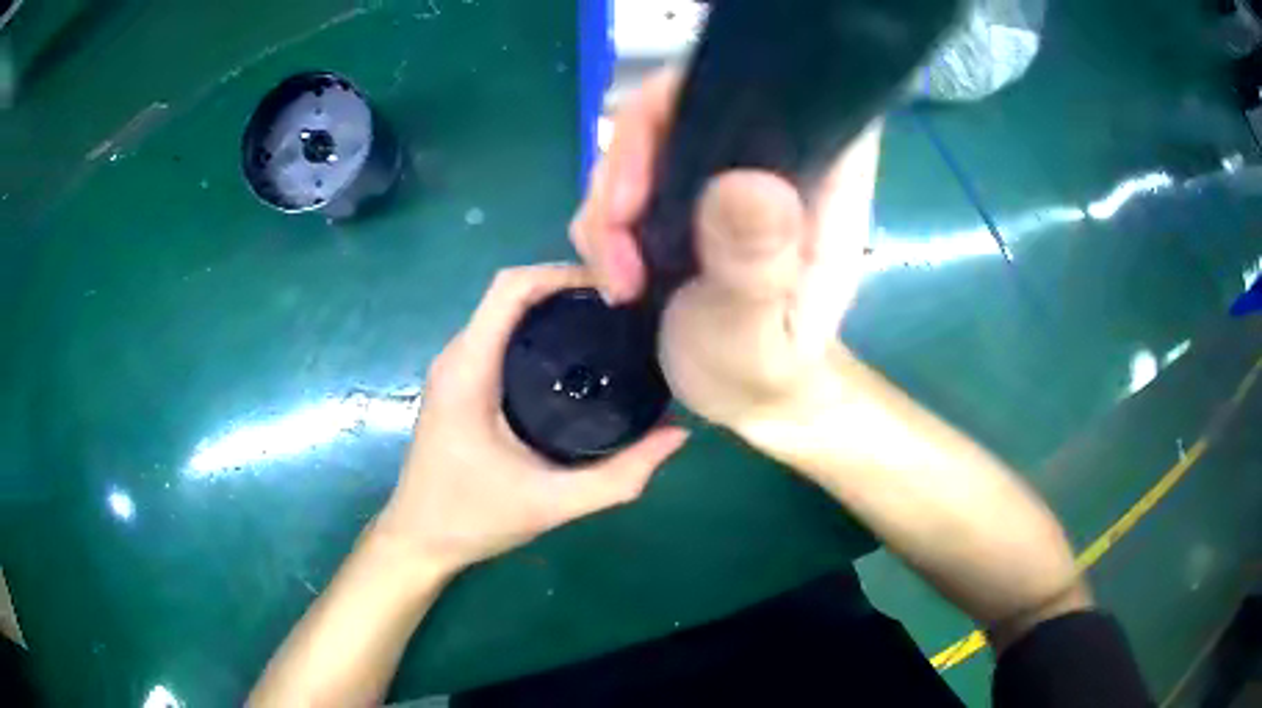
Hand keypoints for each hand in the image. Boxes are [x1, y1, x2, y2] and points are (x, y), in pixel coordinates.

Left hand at [376, 265, 689, 575]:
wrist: (420, 538)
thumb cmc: (473, 518)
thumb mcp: (552, 503)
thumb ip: (620, 476)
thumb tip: (677, 433)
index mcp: (469, 369)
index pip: (511, 287)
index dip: (562, 273)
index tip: (615, 290)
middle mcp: (457, 355)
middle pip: (511, 292)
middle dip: (567, 287)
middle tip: (625, 310)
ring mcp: (454, 367)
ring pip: (504, 311)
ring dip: (552, 307)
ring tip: (609, 326)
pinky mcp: (459, 381)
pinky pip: (500, 334)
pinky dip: (537, 329)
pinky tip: (576, 357)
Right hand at [569, 69, 883, 433]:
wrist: (744, 394)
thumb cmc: (766, 369)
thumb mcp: (758, 333)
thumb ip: (756, 264)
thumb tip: (745, 183)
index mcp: (818, 178)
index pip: (773, 88)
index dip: (703, 93)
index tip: (652, 160)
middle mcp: (770, 158)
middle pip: (685, 103)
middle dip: (631, 161)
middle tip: (615, 239)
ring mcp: (720, 173)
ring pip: (644, 140)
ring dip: (609, 204)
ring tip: (617, 278)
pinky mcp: (683, 194)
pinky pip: (624, 178)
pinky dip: (604, 220)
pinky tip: (613, 273)